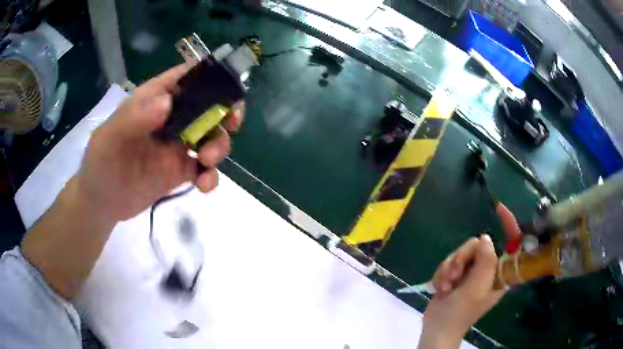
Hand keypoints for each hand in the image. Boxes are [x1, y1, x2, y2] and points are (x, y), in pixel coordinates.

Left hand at [76, 63, 244, 221]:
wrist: (101, 203)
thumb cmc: (100, 164)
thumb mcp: (109, 138)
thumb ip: (133, 118)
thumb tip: (167, 103)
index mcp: (153, 100)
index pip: (185, 77)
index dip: (209, 76)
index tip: (226, 89)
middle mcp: (169, 118)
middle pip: (207, 105)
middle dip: (224, 112)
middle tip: (231, 123)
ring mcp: (176, 145)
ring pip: (210, 136)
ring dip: (218, 146)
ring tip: (207, 162)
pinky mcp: (180, 171)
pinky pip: (204, 168)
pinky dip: (211, 175)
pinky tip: (205, 186)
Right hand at [418, 235, 505, 348]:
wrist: (437, 328)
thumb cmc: (459, 313)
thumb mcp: (475, 289)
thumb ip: (484, 263)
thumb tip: (485, 238)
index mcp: (499, 274)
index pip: (511, 244)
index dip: (509, 225)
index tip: (499, 209)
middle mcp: (488, 270)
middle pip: (478, 246)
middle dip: (462, 258)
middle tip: (454, 275)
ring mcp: (472, 272)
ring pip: (462, 252)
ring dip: (449, 268)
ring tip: (446, 286)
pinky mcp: (458, 274)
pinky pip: (450, 261)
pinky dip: (442, 273)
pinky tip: (440, 287)